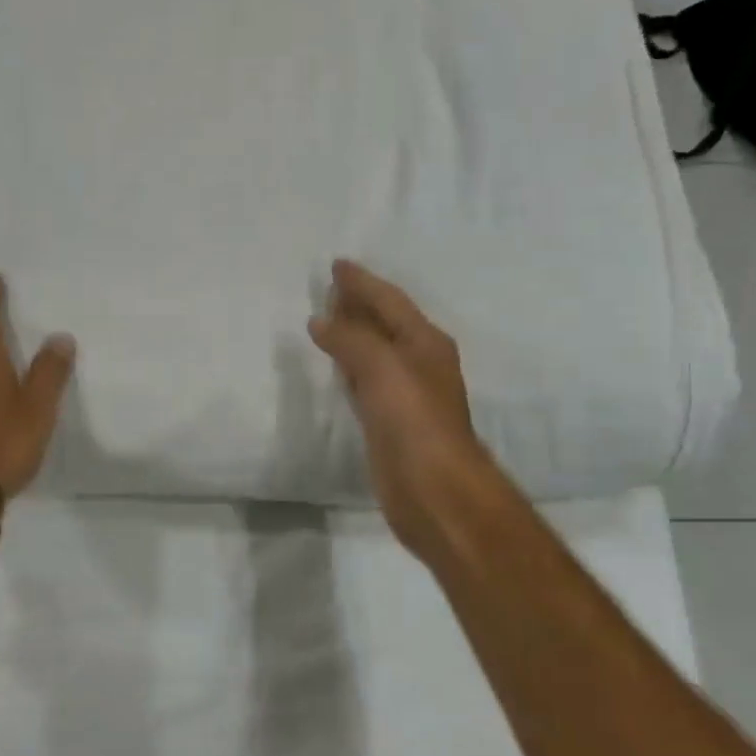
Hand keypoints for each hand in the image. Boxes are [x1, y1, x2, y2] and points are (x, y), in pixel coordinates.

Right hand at [309, 260, 502, 565]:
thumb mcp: (383, 368)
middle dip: (359, 304)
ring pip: (373, 352)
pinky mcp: (389, 422)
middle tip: (329, 288)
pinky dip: (348, 367)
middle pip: (384, 323)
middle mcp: (418, 362)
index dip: (362, 282)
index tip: (336, 264)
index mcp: (424, 342)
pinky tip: (335, 367)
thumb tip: (320, 320)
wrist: (435, 490)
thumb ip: (350, 339)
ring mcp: (405, 394)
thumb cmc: (414, 421)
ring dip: (353, 334)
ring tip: (325, 319)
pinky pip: (364, 382)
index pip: (389, 300)